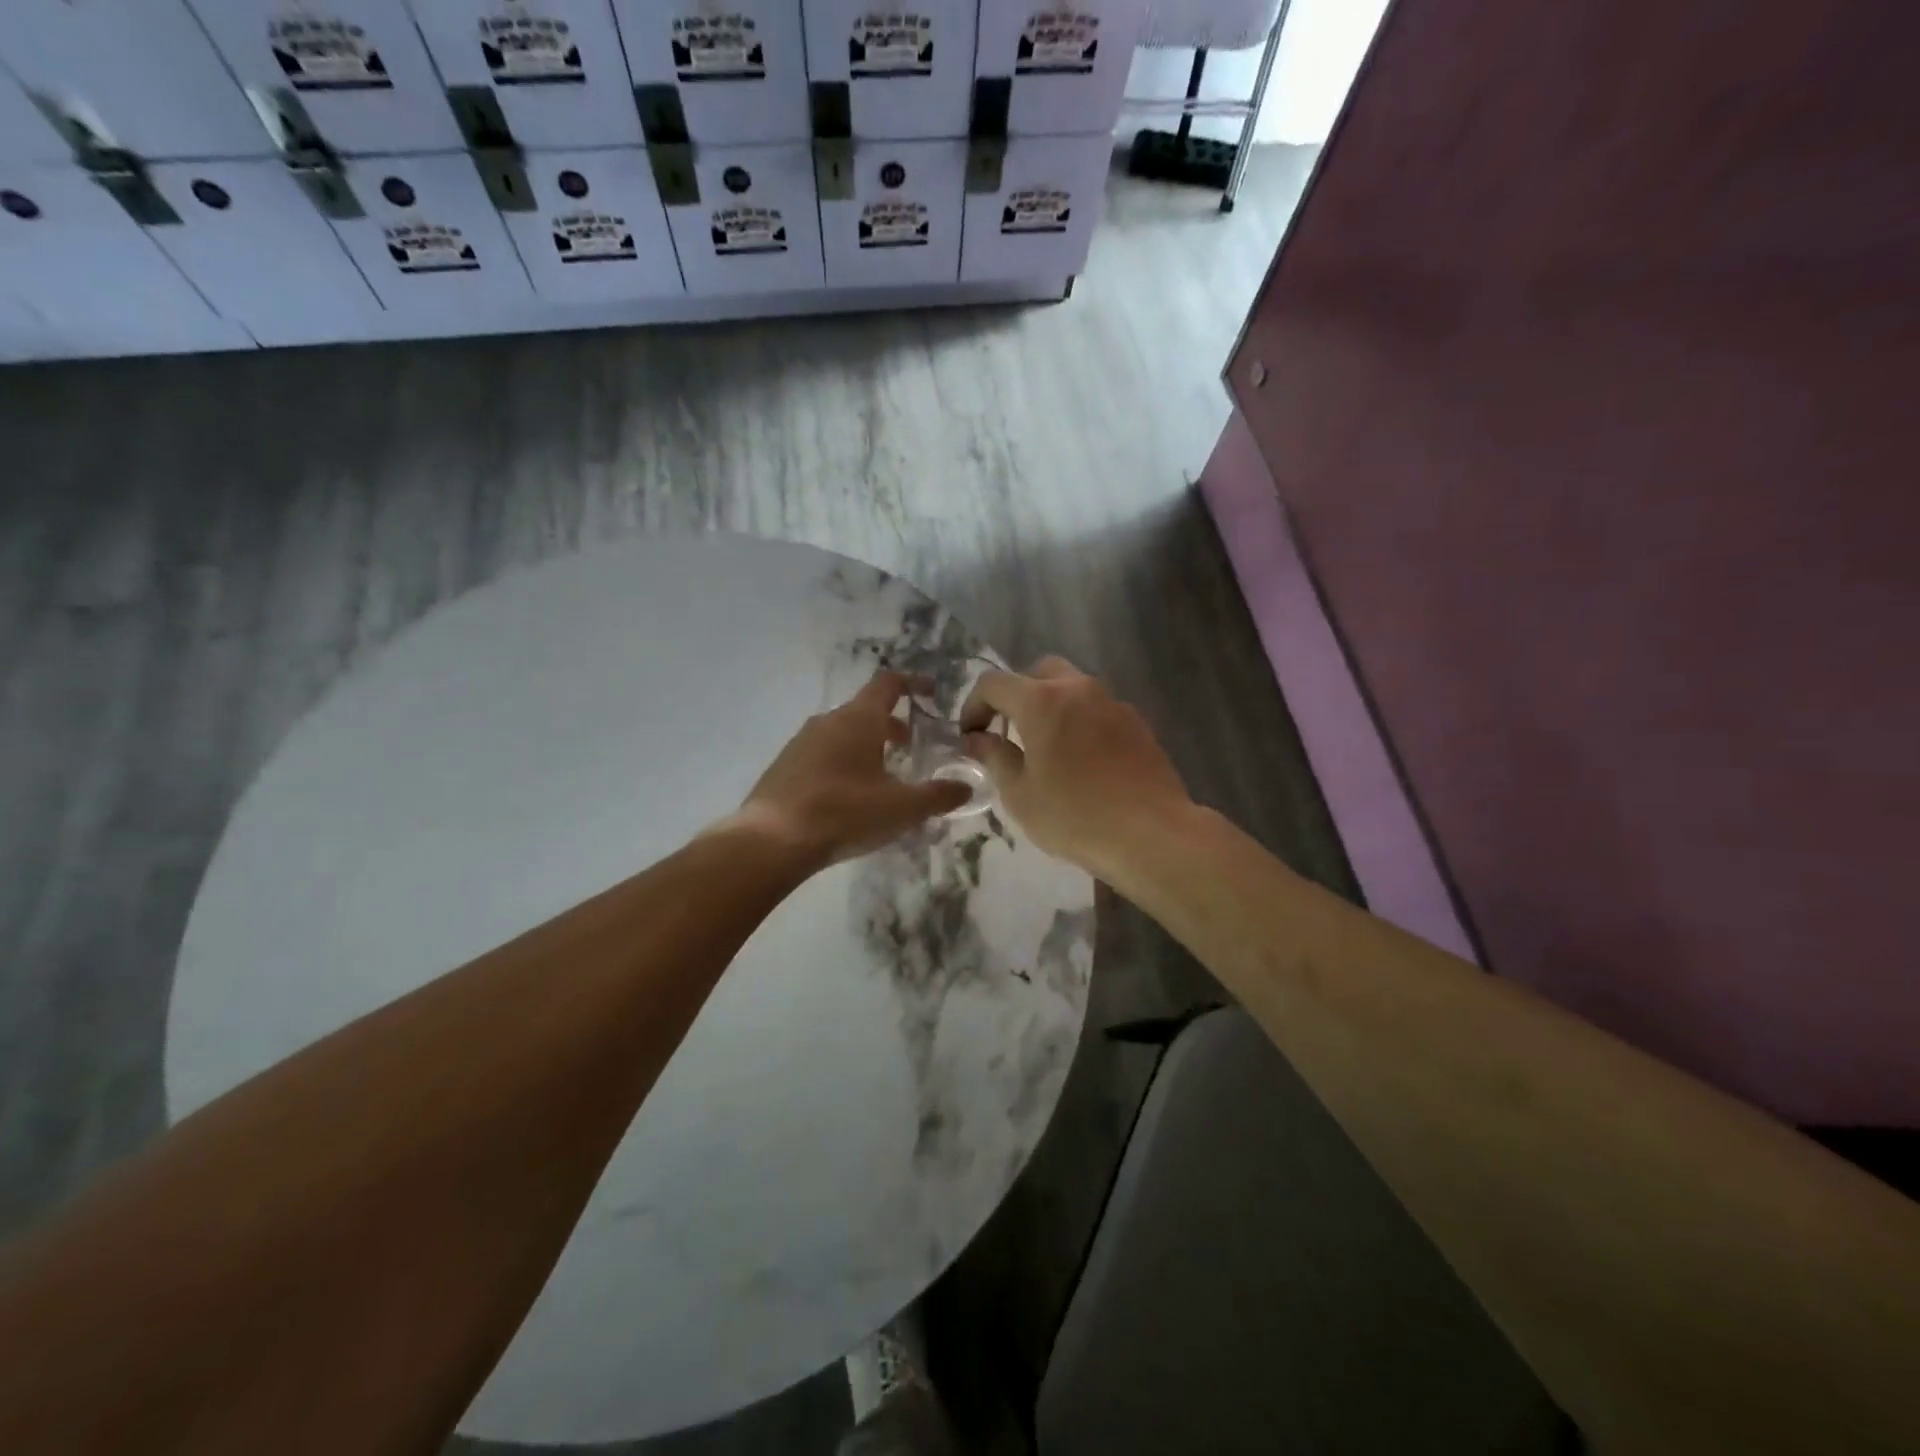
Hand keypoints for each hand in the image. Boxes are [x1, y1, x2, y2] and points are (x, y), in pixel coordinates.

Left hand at [730, 670, 970, 868]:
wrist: (771, 841)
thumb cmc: (844, 813)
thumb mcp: (902, 808)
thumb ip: (938, 796)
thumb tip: (966, 787)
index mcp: (858, 720)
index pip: (889, 684)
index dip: (913, 683)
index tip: (932, 692)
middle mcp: (828, 721)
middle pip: (866, 711)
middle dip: (892, 725)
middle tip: (913, 747)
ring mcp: (801, 742)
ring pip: (843, 733)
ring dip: (867, 745)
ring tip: (883, 775)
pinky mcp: (785, 766)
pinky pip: (823, 754)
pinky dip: (844, 762)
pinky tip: (849, 796)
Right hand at [959, 657, 1191, 875]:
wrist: (1151, 834)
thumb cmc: (1074, 816)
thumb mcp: (1020, 794)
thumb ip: (994, 757)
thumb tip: (978, 739)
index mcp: (1041, 702)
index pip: (993, 683)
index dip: (973, 704)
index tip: (970, 735)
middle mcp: (1078, 689)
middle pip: (1038, 673)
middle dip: (1016, 695)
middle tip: (1009, 731)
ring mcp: (1112, 703)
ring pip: (1073, 688)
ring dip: (1051, 706)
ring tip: (1046, 747)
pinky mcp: (1137, 722)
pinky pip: (1098, 709)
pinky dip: (1080, 722)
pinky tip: (1082, 761)